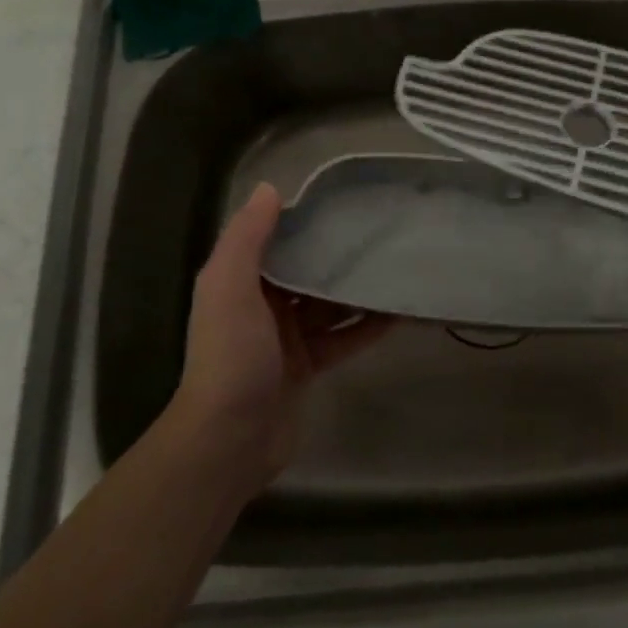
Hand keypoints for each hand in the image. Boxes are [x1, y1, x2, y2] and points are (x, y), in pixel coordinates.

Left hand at [168, 183, 388, 488]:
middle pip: (306, 271)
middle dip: (338, 255)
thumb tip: (270, 188)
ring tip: (396, 266)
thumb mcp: (229, 287)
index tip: (344, 204)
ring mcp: (287, 339)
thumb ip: (247, 238)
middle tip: (381, 233)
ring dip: (357, 290)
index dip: (306, 223)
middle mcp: (262, 306)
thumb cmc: (231, 355)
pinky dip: (367, 327)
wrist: (230, 439)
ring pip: (329, 304)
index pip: (276, 242)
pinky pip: (343, 338)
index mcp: (240, 283)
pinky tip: (398, 313)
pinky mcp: (309, 366)